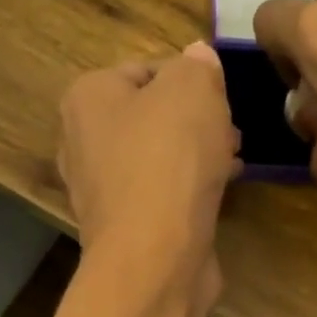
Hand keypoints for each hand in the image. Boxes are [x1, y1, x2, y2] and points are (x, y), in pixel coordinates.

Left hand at [58, 43, 239, 295]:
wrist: (156, 256)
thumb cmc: (169, 161)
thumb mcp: (193, 89)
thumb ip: (197, 66)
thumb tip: (197, 59)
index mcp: (88, 97)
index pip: (145, 69)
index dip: (190, 78)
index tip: (222, 96)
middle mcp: (83, 142)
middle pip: (151, 117)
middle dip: (195, 121)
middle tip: (231, 130)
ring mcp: (102, 191)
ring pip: (158, 158)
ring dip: (196, 156)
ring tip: (233, 160)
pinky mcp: (126, 230)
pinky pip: (162, 196)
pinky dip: (189, 191)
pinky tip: (218, 194)